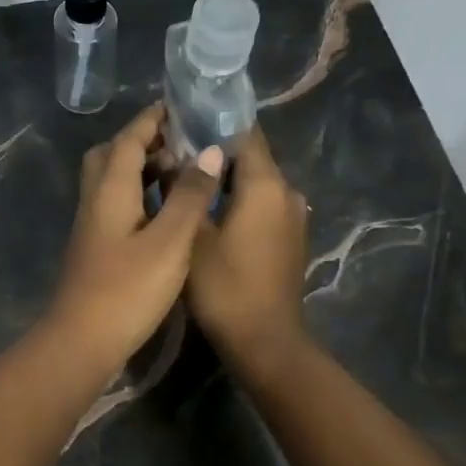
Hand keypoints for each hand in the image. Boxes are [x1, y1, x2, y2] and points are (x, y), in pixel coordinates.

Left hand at [47, 103, 224, 366]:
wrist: (82, 340)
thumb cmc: (128, 289)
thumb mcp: (169, 241)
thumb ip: (190, 195)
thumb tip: (210, 151)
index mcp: (110, 189)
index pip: (129, 139)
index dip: (153, 120)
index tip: (180, 107)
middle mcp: (95, 199)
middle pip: (112, 154)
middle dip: (144, 141)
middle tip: (180, 143)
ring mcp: (92, 224)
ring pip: (113, 180)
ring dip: (142, 168)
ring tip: (181, 173)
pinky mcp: (95, 246)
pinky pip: (116, 203)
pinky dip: (140, 194)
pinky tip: (165, 212)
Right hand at [186, 123, 309, 367]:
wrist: (266, 343)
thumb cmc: (226, 287)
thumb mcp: (192, 236)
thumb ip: (184, 190)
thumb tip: (173, 156)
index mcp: (266, 184)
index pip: (244, 132)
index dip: (213, 122)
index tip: (181, 122)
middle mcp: (287, 192)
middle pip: (249, 157)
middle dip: (214, 152)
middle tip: (172, 154)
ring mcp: (293, 216)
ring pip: (255, 183)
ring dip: (225, 179)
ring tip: (185, 182)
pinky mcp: (290, 237)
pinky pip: (262, 204)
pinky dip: (238, 201)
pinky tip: (209, 212)